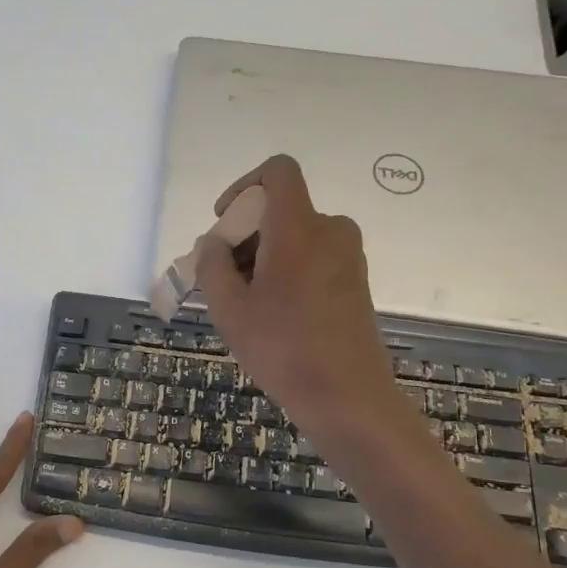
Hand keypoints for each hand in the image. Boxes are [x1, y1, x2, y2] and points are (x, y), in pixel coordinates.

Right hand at [194, 155, 402, 445]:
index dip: (244, 186)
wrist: (347, 396)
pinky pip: (312, 257)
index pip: (278, 171)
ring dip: (262, 257)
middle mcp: (330, 230)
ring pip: (294, 237)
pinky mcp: (355, 280)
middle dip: (244, 235)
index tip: (224, 222)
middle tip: (221, 279)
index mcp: (299, 227)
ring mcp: (348, 256)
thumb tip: (213, 244)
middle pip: (280, 210)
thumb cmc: (282, 348)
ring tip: (244, 304)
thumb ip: (212, 266)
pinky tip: (272, 314)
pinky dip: (286, 271)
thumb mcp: (229, 309)